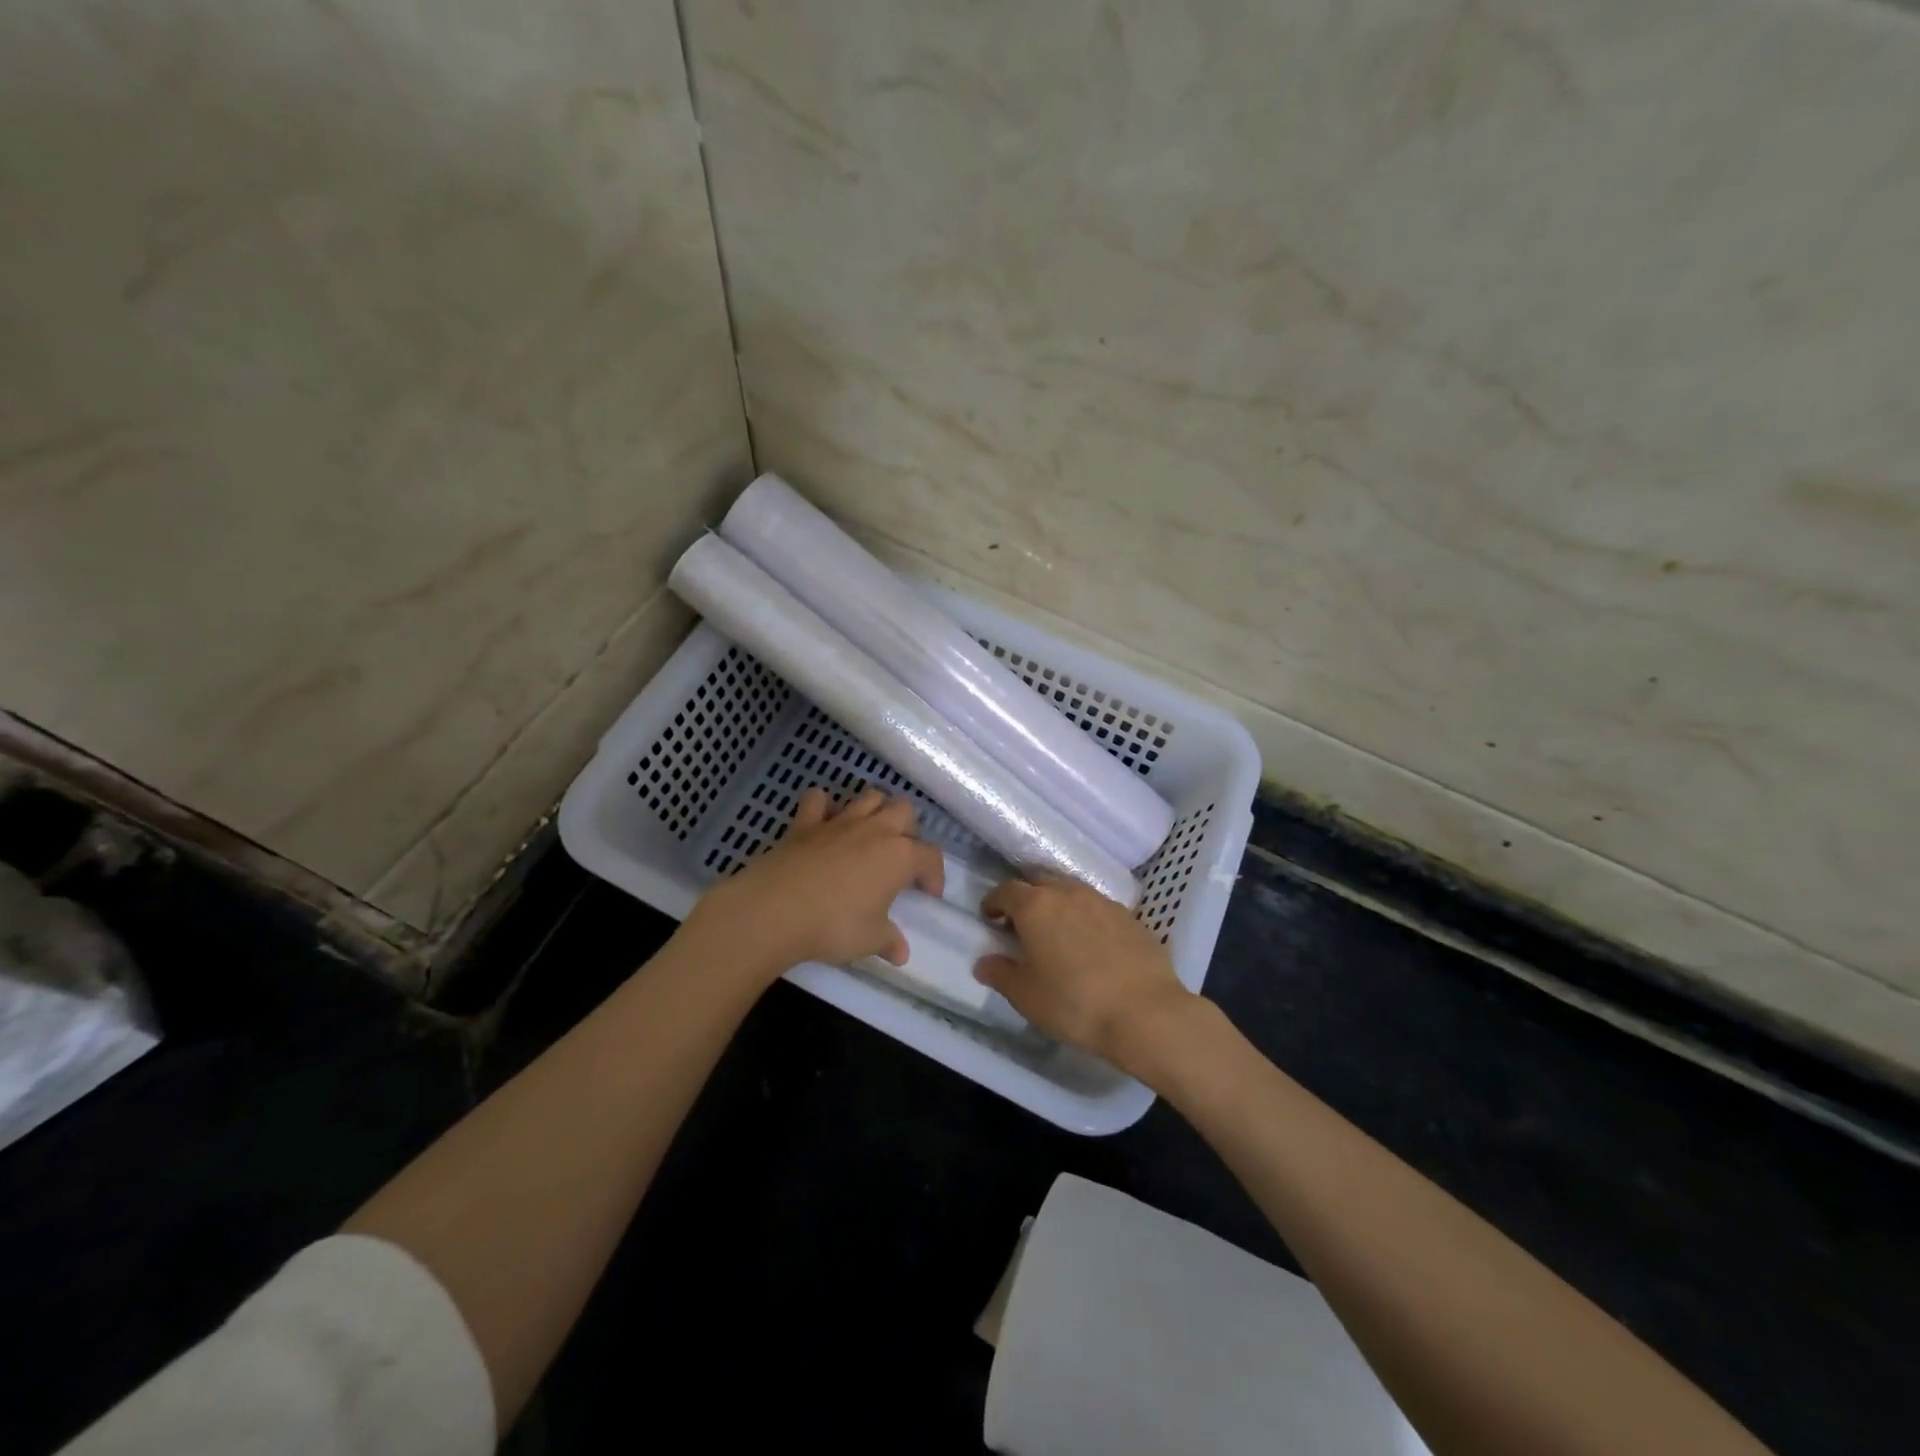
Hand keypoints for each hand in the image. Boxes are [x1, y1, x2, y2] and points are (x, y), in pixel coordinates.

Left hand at [685, 787, 944, 982]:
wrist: (775, 910)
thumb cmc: (833, 925)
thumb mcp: (869, 940)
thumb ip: (889, 941)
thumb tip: (901, 953)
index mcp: (900, 856)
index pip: (930, 856)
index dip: (935, 875)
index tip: (928, 894)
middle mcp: (875, 830)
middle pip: (904, 810)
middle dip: (908, 829)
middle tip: (899, 857)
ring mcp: (839, 822)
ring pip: (869, 796)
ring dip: (875, 809)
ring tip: (871, 833)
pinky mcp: (806, 823)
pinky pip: (817, 800)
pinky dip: (823, 806)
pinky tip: (823, 820)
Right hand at [974, 874, 1199, 1071]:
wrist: (1145, 1013)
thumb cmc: (1074, 1002)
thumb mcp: (1026, 996)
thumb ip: (1000, 974)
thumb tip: (984, 962)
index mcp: (1036, 906)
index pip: (1006, 890)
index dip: (994, 902)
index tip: (990, 917)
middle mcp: (1068, 893)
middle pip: (1040, 881)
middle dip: (1026, 896)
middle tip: (1021, 923)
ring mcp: (1102, 901)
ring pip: (1071, 891)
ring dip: (1058, 904)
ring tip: (1057, 932)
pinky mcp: (1130, 917)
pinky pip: (1098, 907)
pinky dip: (1086, 917)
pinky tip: (1091, 944)